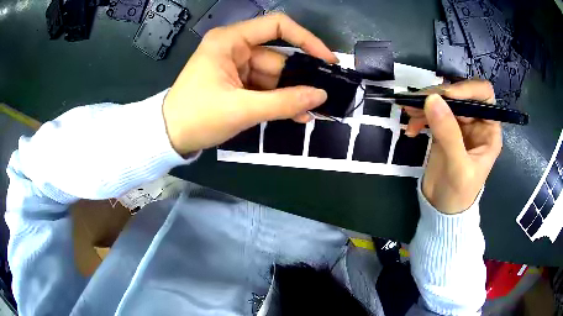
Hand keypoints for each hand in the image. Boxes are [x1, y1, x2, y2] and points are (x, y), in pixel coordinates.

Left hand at [162, 13, 337, 154]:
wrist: (169, 137)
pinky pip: (264, 87)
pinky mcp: (236, 82)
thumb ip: (284, 102)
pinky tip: (296, 115)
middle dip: (301, 78)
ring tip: (313, 112)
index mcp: (230, 41)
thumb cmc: (197, 117)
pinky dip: (278, 100)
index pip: (277, 26)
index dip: (306, 39)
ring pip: (273, 75)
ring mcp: (235, 66)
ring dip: (292, 94)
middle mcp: (234, 47)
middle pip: (278, 57)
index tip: (327, 60)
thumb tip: (321, 96)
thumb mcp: (242, 109)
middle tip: (324, 97)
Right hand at [403, 80, 501, 213]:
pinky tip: (411, 130)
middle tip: (418, 102)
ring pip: (443, 101)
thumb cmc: (460, 193)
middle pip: (459, 94)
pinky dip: (419, 116)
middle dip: (439, 96)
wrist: (442, 209)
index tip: (446, 95)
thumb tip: (432, 99)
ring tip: (408, 114)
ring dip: (425, 104)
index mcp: (489, 129)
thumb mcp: (458, 167)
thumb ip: (448, 134)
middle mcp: (476, 121)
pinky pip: (431, 112)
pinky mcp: (443, 129)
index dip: (467, 89)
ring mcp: (459, 124)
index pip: (484, 95)